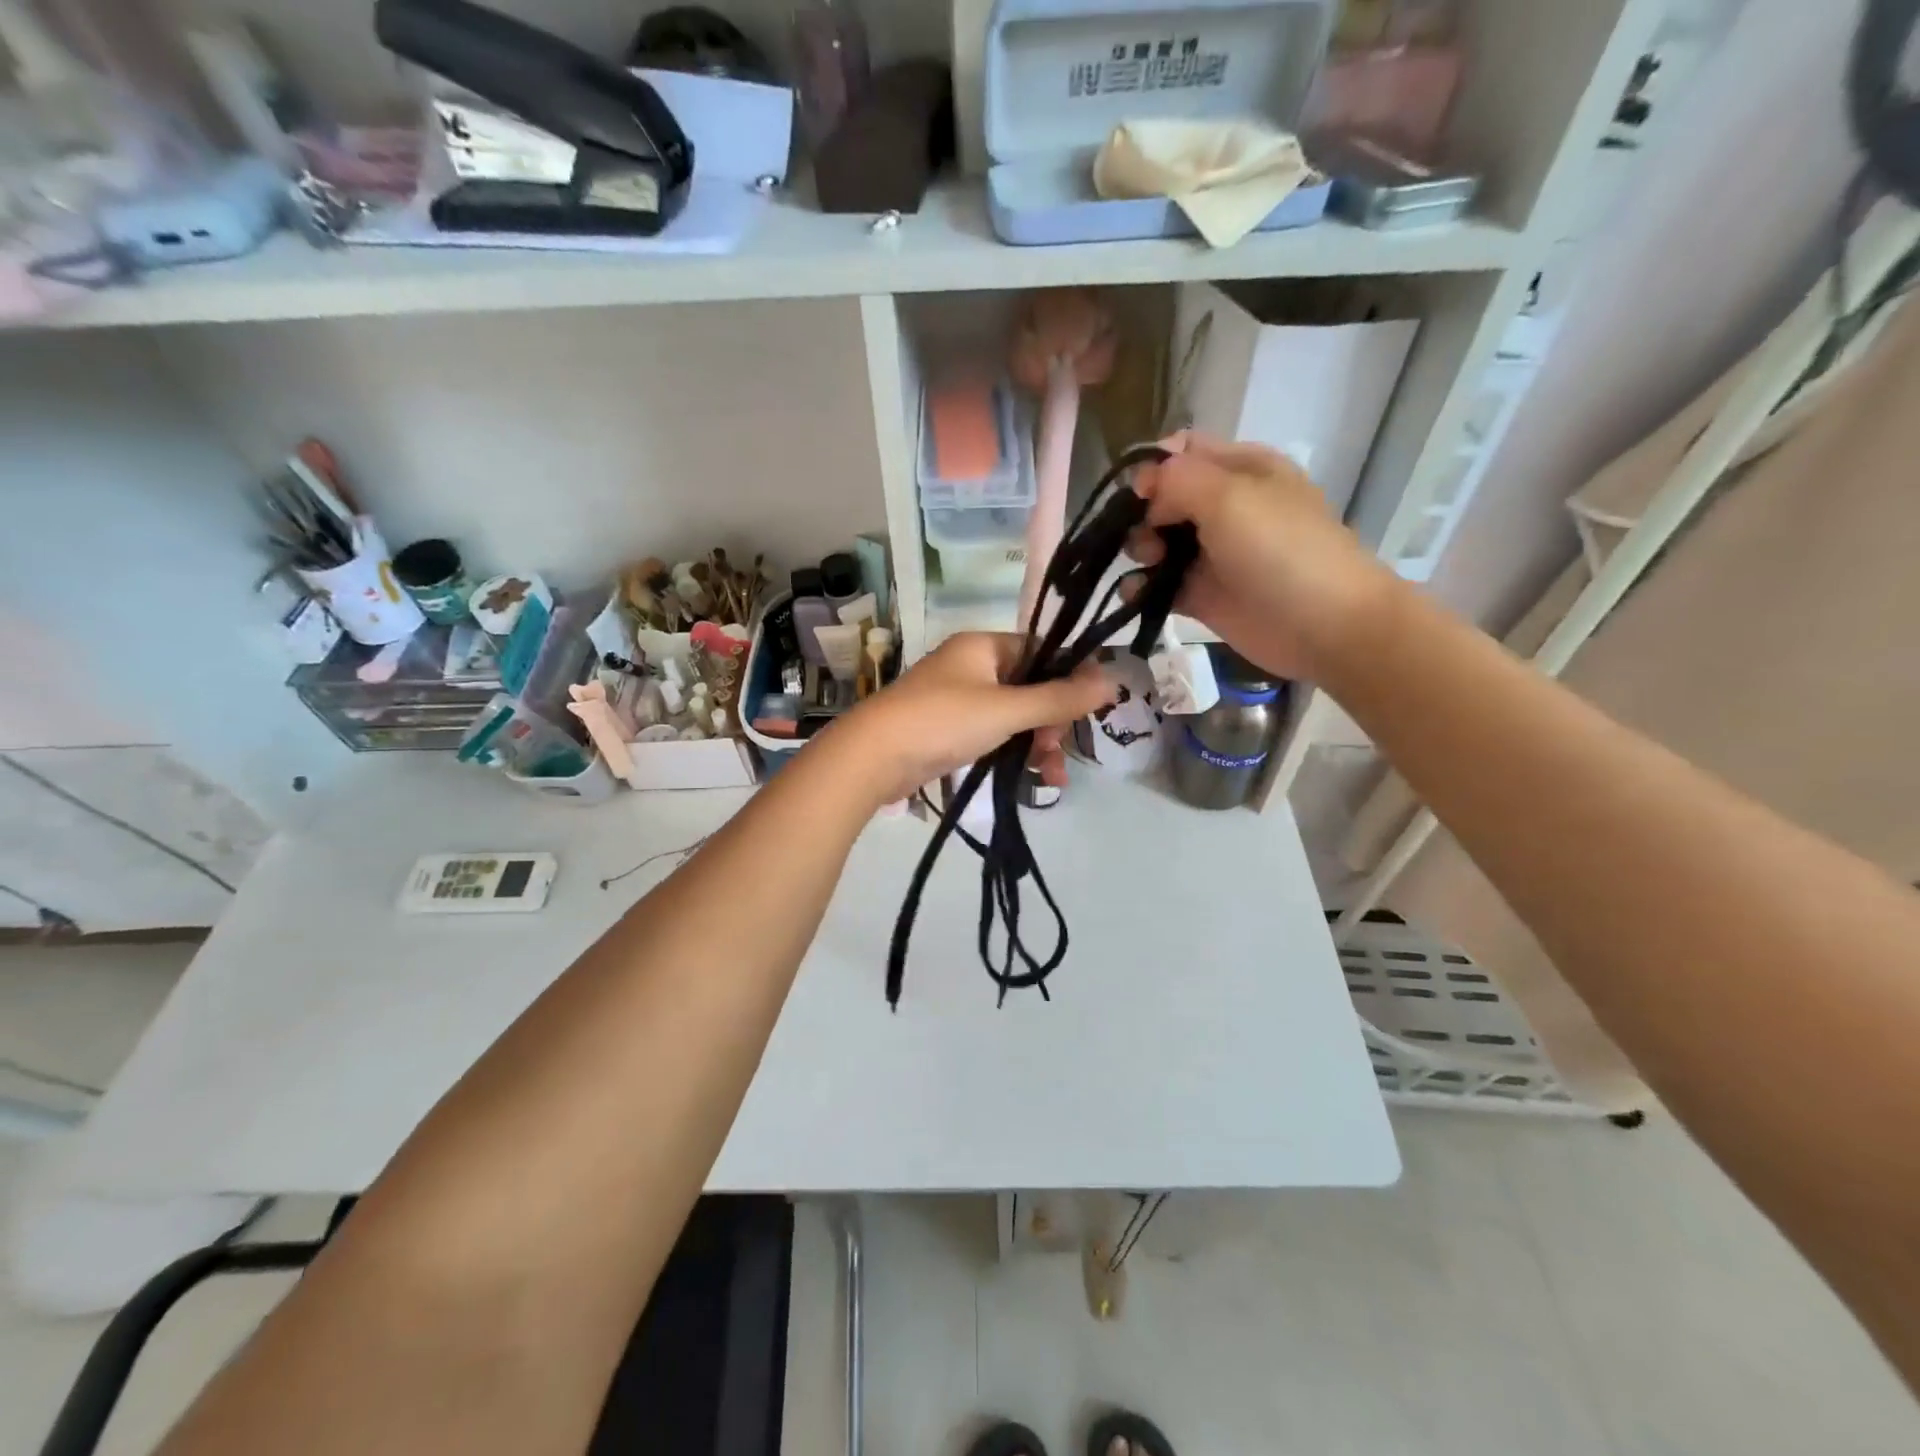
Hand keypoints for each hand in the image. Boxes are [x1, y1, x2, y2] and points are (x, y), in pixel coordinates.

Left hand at [819, 633, 1116, 807]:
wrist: (872, 757)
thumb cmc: (942, 720)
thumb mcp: (1007, 709)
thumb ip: (1059, 698)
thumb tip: (1113, 681)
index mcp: (983, 646)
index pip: (1041, 651)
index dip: (1068, 678)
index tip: (1088, 711)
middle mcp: (971, 666)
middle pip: (1030, 687)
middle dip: (1052, 722)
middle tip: (1059, 752)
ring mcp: (958, 699)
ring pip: (1013, 715)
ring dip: (1037, 743)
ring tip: (1052, 779)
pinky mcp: (949, 730)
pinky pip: (994, 735)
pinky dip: (1013, 753)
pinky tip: (1032, 778)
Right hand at [1126, 434, 1399, 681]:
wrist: (1323, 626)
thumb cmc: (1280, 550)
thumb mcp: (1229, 496)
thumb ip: (1177, 479)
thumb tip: (1144, 487)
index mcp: (1241, 469)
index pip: (1183, 453)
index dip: (1154, 467)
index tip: (1139, 494)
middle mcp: (1224, 507)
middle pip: (1163, 498)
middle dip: (1142, 513)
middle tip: (1149, 536)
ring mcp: (1212, 553)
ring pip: (1157, 541)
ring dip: (1139, 549)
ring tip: (1148, 564)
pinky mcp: (1202, 595)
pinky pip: (1159, 584)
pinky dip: (1140, 587)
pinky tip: (1135, 593)